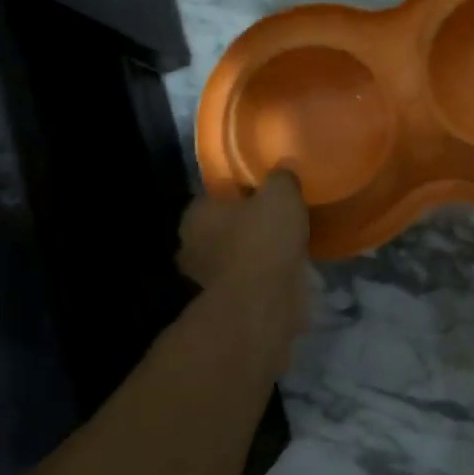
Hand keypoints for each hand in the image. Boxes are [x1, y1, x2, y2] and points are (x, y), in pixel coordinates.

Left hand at [178, 170, 309, 292]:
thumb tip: (282, 171)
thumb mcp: (280, 194)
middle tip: (274, 220)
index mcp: (195, 214)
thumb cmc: (263, 240)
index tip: (262, 194)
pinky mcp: (223, 303)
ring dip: (251, 253)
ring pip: (231, 256)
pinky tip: (282, 271)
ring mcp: (204, 279)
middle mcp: (190, 246)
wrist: (262, 301)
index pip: (213, 196)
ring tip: (283, 247)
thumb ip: (280, 178)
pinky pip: (244, 280)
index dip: (239, 193)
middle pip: (220, 228)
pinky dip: (259, 276)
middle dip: (243, 226)